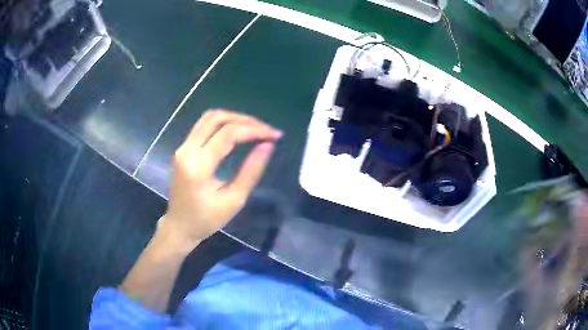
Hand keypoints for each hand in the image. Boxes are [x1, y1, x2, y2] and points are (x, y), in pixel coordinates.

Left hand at [160, 110, 281, 249]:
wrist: (180, 226)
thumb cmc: (207, 219)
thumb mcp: (234, 200)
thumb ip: (251, 171)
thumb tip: (268, 146)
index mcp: (198, 166)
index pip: (228, 134)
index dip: (254, 130)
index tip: (275, 135)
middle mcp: (187, 150)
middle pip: (216, 118)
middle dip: (245, 120)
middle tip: (266, 130)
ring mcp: (183, 147)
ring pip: (209, 118)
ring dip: (234, 118)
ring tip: (255, 128)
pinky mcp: (183, 148)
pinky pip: (204, 126)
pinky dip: (223, 124)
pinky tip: (238, 131)